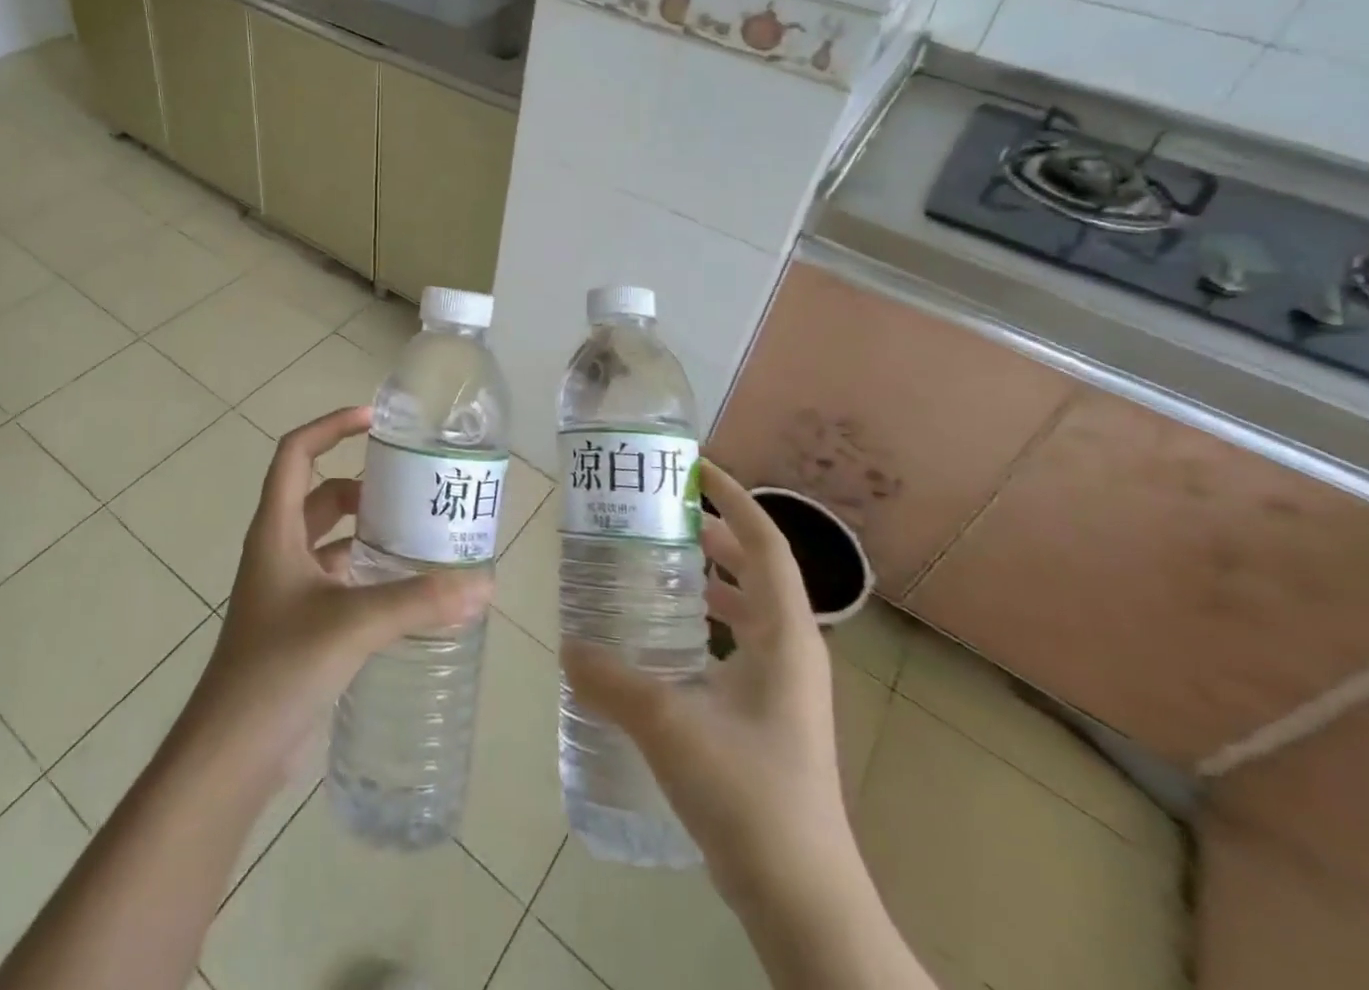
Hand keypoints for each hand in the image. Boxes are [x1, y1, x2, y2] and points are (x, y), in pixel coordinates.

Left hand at [186, 405, 493, 793]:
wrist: (232, 752)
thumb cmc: (278, 668)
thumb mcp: (352, 623)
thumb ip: (418, 602)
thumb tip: (482, 584)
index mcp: (276, 530)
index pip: (296, 453)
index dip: (331, 426)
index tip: (375, 422)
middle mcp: (279, 549)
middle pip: (320, 494)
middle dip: (363, 485)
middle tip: (413, 487)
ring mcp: (288, 588)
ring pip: (331, 539)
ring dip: (368, 531)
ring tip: (419, 533)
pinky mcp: (300, 623)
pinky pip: (338, 579)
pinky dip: (368, 573)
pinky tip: (406, 590)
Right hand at [563, 460, 851, 907]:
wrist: (802, 899)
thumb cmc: (749, 794)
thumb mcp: (669, 725)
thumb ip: (612, 680)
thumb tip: (566, 644)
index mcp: (785, 635)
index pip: (766, 543)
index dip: (735, 498)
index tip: (695, 468)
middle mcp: (793, 651)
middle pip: (759, 569)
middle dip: (716, 533)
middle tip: (662, 514)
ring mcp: (785, 687)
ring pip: (750, 609)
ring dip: (712, 578)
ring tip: (658, 563)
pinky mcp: (770, 717)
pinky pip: (739, 644)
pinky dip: (708, 622)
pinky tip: (664, 639)